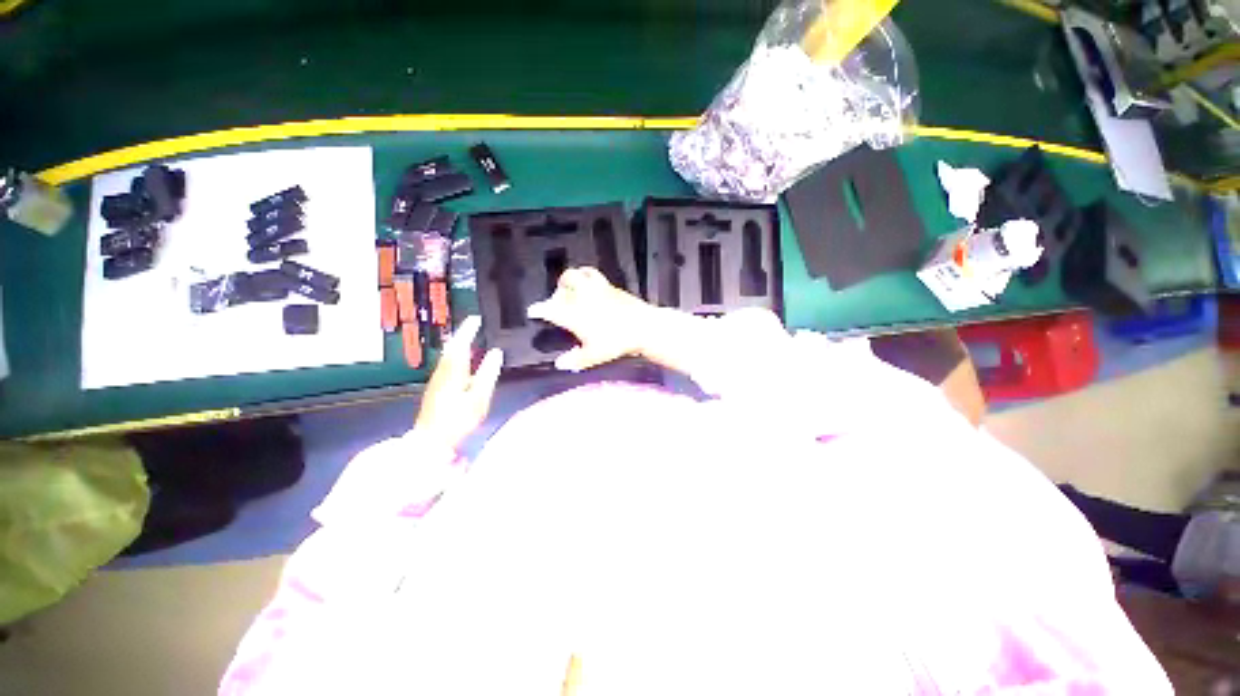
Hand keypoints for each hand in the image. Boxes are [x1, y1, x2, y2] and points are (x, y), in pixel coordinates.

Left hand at [414, 315, 503, 450]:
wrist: (430, 441)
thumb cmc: (457, 420)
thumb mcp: (479, 397)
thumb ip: (488, 373)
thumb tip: (496, 353)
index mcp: (454, 370)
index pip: (461, 342)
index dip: (468, 329)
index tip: (477, 319)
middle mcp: (443, 371)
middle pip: (451, 346)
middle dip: (462, 334)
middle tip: (474, 325)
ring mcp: (437, 379)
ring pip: (448, 355)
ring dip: (459, 343)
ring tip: (470, 337)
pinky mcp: (436, 387)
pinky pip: (447, 363)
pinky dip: (456, 355)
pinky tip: (462, 360)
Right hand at [527, 267, 654, 371]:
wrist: (643, 327)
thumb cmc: (616, 343)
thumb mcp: (594, 356)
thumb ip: (575, 360)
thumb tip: (559, 364)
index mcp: (574, 314)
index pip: (550, 309)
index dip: (539, 310)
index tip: (532, 311)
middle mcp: (582, 297)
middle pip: (564, 284)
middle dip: (557, 290)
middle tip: (558, 300)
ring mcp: (597, 288)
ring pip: (578, 274)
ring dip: (571, 279)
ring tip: (572, 287)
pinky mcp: (610, 286)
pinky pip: (593, 275)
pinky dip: (586, 277)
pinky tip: (591, 285)